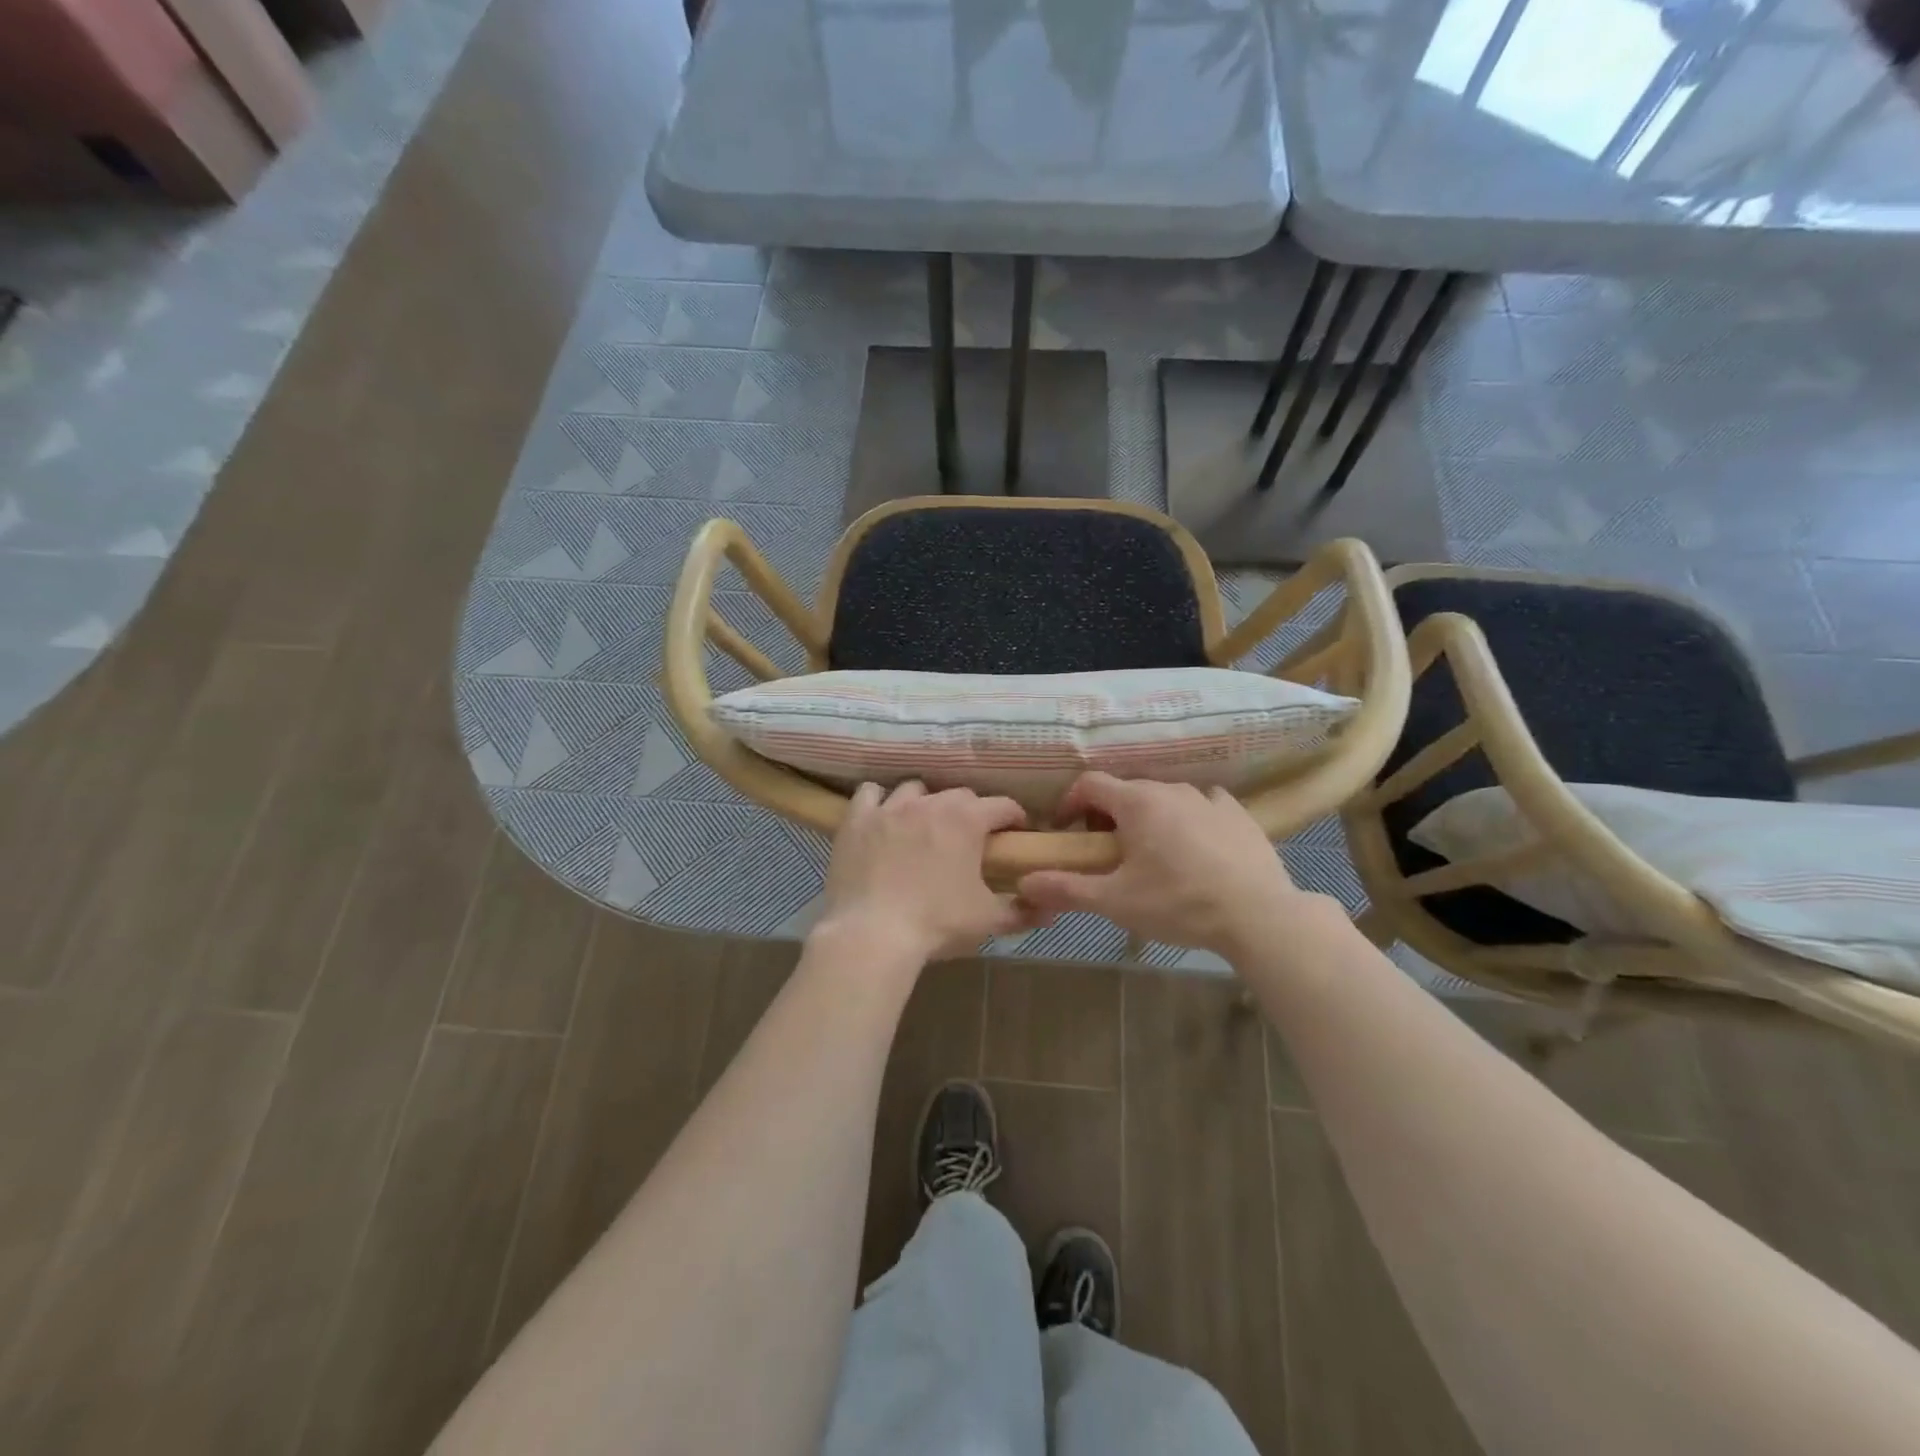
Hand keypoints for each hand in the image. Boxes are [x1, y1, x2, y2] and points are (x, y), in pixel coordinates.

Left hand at [816, 782, 1043, 963]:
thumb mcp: (988, 920)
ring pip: (915, 789)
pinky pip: (870, 793)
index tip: (1016, 832)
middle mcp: (929, 803)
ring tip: (925, 826)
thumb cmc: (937, 924)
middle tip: (971, 838)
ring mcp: (889, 808)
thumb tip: (1051, 911)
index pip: (1002, 805)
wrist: (872, 934)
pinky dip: (879, 801)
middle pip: (959, 795)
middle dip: (971, 811)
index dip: (1014, 817)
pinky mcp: (857, 820)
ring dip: (926, 802)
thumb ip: (1022, 911)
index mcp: (966, 820)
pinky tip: (883, 818)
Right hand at [1018, 773, 1325, 958]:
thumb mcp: (1115, 902)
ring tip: (1152, 855)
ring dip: (1148, 818)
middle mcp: (1171, 789)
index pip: (1089, 784)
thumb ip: (1066, 889)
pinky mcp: (1239, 814)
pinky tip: (1195, 849)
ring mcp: (1209, 798)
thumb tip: (1023, 882)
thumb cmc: (1178, 903)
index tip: (1066, 831)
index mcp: (1137, 802)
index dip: (1070, 803)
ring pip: (1165, 798)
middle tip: (1106, 852)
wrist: (1259, 915)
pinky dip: (1188, 820)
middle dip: (1107, 815)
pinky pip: (1202, 806)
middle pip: (1126, 791)